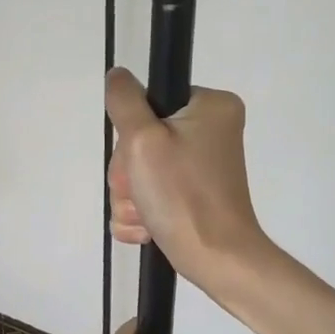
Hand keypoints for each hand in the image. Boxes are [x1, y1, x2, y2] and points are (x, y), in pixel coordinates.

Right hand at [106, 67, 334, 333]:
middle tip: (145, 192)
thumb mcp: (144, 139)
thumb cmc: (183, 195)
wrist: (216, 259)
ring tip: (149, 215)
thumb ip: (125, 101)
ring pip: (141, 171)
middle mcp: (211, 131)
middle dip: (131, 173)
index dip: (134, 132)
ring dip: (133, 197)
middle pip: (142, 139)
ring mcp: (202, 166)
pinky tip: (151, 227)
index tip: (142, 157)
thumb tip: (118, 74)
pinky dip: (144, 213)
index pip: (150, 101)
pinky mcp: (193, 195)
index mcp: (212, 107)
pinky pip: (151, 195)